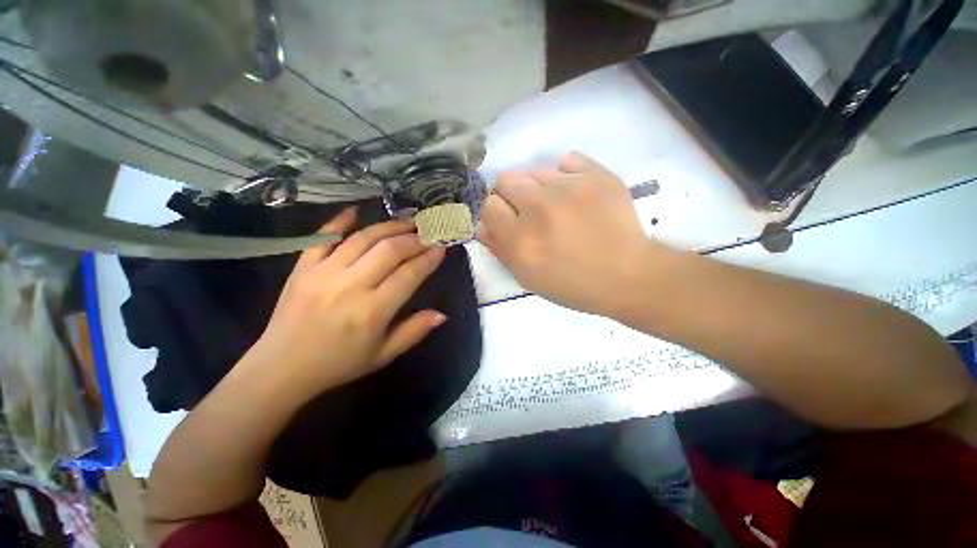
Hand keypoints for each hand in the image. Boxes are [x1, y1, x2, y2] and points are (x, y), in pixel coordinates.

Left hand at [245, 207, 446, 397]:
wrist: (281, 368)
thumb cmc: (339, 364)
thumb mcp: (383, 355)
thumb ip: (414, 332)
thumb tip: (442, 314)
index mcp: (372, 311)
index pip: (409, 275)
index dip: (429, 259)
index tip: (442, 248)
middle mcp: (350, 286)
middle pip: (390, 250)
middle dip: (415, 239)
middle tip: (428, 232)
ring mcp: (324, 273)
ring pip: (363, 239)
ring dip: (389, 227)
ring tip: (407, 222)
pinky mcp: (303, 268)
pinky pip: (323, 237)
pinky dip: (340, 221)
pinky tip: (356, 211)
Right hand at [479, 152, 667, 317]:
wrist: (627, 275)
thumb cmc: (572, 284)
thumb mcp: (528, 278)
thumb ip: (500, 249)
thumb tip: (482, 225)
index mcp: (520, 239)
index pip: (487, 204)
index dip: (494, 211)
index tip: (504, 218)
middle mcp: (538, 207)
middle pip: (506, 179)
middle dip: (511, 195)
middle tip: (529, 212)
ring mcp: (569, 187)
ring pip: (534, 170)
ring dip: (538, 186)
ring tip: (556, 205)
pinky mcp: (596, 175)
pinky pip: (567, 160)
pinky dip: (565, 174)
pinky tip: (573, 192)